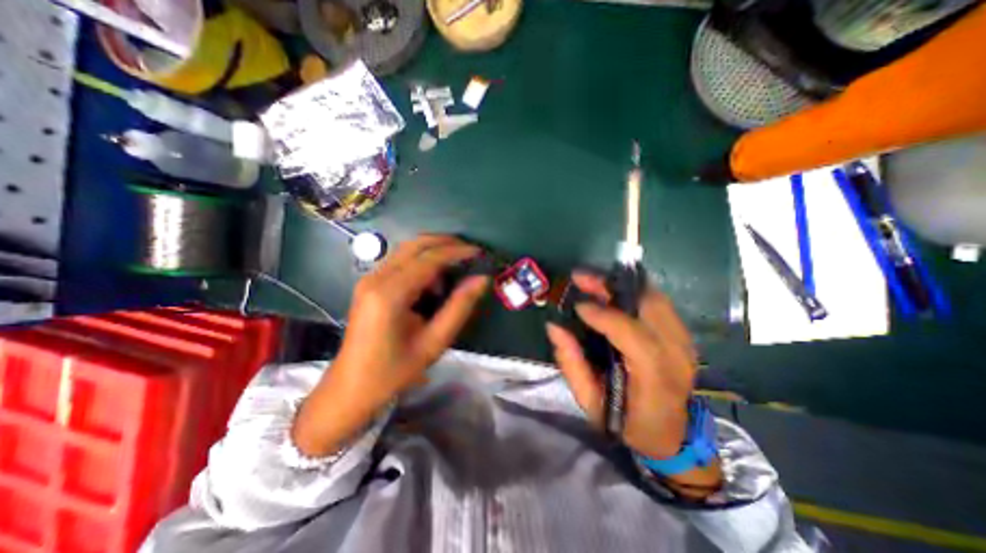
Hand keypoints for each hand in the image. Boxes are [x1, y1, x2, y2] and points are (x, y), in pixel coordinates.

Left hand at [294, 236, 491, 456]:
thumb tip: (481, 279)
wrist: (351, 388)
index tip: (480, 252)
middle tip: (470, 253)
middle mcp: (376, 278)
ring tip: (456, 270)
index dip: (457, 251)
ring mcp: (369, 279)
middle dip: (446, 243)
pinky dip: (422, 263)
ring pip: (407, 250)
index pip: (429, 258)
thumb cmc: (394, 371)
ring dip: (434, 252)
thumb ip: (459, 307)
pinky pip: (400, 262)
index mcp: (390, 294)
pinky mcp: (369, 284)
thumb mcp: (434, 342)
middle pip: (415, 244)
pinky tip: (433, 283)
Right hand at [542, 275, 695, 458]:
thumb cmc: (627, 422)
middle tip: (581, 278)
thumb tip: (554, 326)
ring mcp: (685, 343)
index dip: (603, 315)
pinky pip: (659, 303)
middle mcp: (676, 355)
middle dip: (611, 286)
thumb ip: (571, 363)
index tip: (577, 305)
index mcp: (654, 379)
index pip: (633, 336)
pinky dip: (634, 292)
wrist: (671, 436)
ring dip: (622, 284)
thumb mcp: (590, 402)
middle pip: (649, 306)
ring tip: (593, 280)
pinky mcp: (684, 336)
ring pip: (655, 298)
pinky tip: (614, 291)